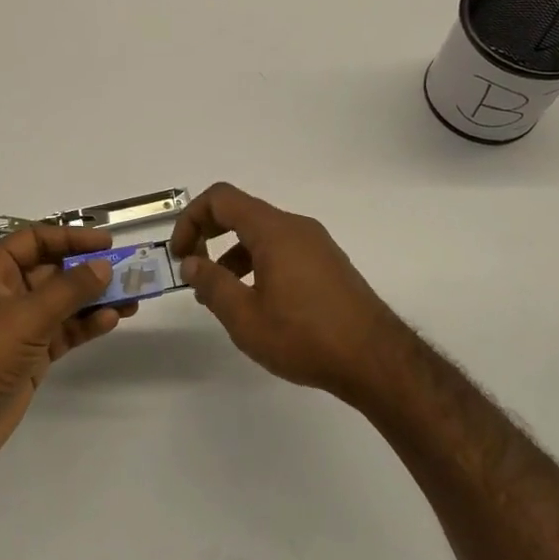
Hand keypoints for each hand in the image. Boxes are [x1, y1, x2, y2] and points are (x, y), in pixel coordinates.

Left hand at [0, 224, 130, 475]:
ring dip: (93, 299)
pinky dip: (84, 326)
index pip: (35, 240)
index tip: (108, 243)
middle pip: (52, 271)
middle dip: (88, 271)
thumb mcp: (25, 316)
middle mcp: (1, 292)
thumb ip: (68, 290)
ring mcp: (14, 326)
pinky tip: (111, 320)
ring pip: (61, 303)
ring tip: (133, 297)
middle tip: (129, 272)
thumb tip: (104, 266)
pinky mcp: (26, 356)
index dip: (71, 238)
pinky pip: (61, 332)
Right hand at [170, 183, 403, 401]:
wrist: (377, 360)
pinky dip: (259, 263)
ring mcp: (316, 244)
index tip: (181, 256)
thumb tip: (191, 263)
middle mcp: (296, 226)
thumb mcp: (246, 317)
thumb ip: (212, 285)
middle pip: (242, 212)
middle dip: (209, 234)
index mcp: (273, 230)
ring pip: (263, 234)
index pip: (221, 199)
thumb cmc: (305, 336)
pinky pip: (283, 249)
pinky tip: (257, 301)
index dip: (191, 219)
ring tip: (221, 295)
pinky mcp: (329, 264)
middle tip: (193, 269)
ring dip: (233, 254)